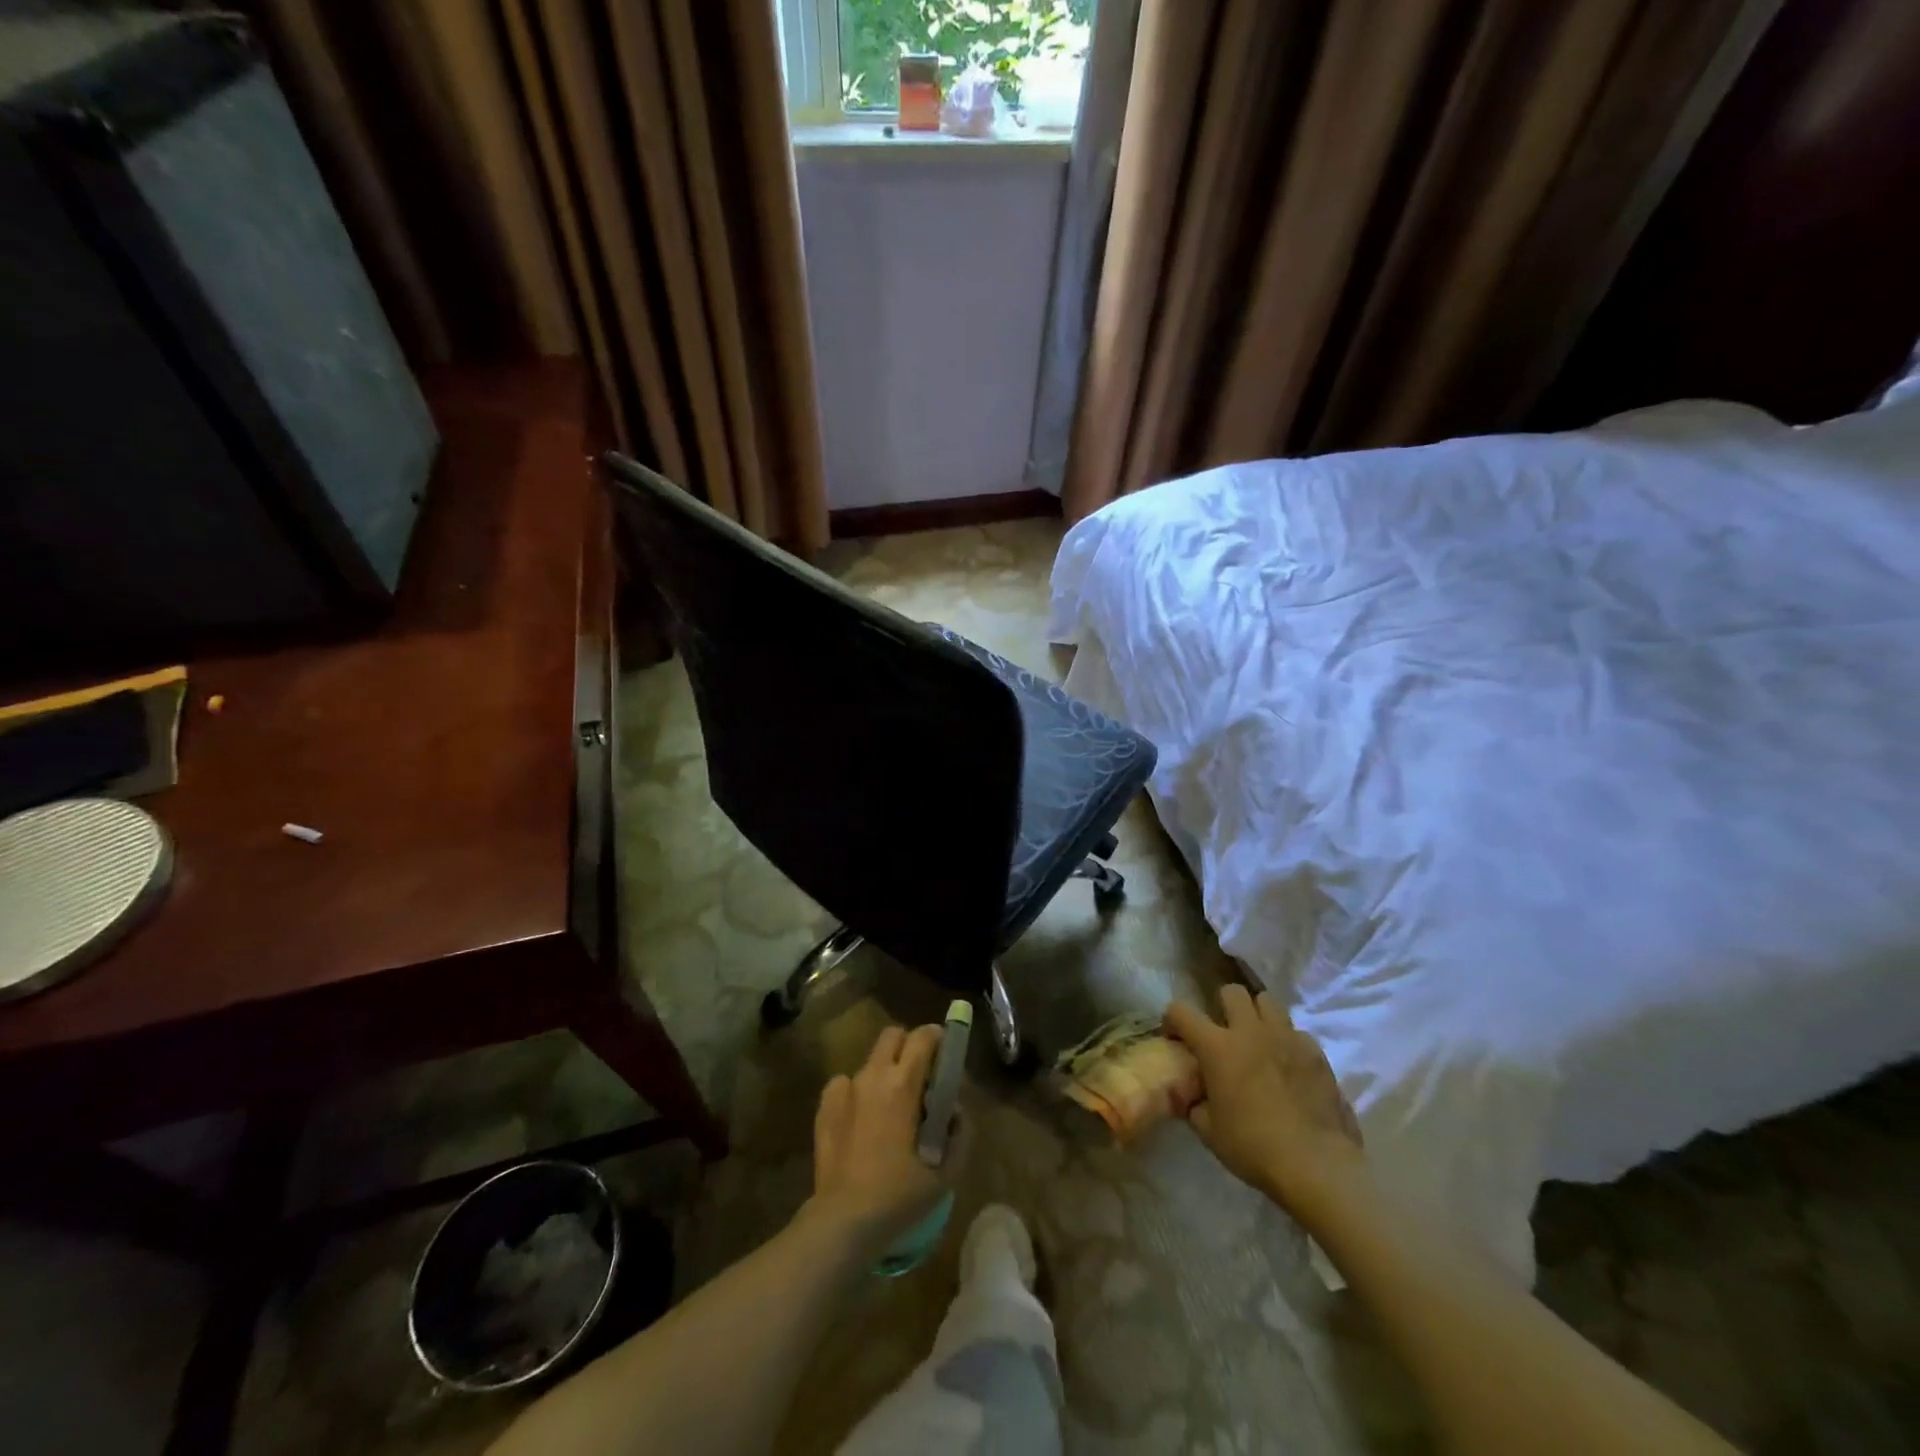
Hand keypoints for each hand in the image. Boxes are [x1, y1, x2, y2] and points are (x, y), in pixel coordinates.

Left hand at [804, 1024, 947, 1253]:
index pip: (923, 1037)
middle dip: (909, 1046)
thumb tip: (955, 1110)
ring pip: (870, 1061)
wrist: (844, 1220)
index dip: (938, 1038)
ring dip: (884, 1072)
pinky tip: (861, 1120)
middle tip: (919, 1076)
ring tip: (890, 1106)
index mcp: (903, 1084)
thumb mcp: (947, 1171)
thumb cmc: (900, 1195)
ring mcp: (844, 1089)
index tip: (945, 1053)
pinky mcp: (824, 1106)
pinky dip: (857, 1092)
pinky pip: (845, 1083)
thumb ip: (960, 1132)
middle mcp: (872, 1076)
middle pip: (893, 1035)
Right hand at [1165, 985, 1364, 1219]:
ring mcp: (1287, 1037)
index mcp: (1217, 1047)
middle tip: (1224, 1033)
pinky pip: (1297, 1032)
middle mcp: (1250, 1031)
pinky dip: (1288, 1042)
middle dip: (1223, 1006)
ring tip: (1258, 1040)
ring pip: (1268, 1001)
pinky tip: (1289, 1066)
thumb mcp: (1208, 1131)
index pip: (1181, 1011)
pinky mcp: (1316, 1053)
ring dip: (1258, 1016)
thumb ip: (1194, 1103)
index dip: (1173, 1020)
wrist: (1316, 1166)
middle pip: (1232, 991)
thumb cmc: (1253, 1148)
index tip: (1176, 1038)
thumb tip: (1192, 1095)